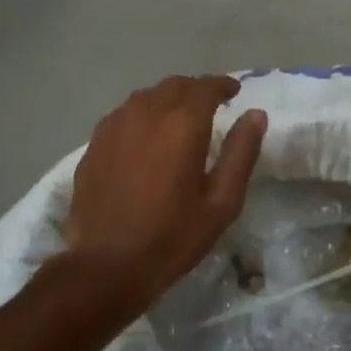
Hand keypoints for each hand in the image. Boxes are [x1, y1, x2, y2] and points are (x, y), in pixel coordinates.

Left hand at [63, 75, 266, 308]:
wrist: (107, 265)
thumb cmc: (172, 237)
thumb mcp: (221, 202)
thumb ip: (241, 153)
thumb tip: (255, 115)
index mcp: (182, 125)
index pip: (205, 87)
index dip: (222, 85)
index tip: (234, 92)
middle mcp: (146, 114)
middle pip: (174, 86)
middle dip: (195, 90)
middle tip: (210, 106)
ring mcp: (115, 126)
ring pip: (145, 97)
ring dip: (167, 100)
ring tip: (178, 120)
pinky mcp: (94, 144)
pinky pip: (123, 115)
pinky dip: (141, 116)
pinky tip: (144, 138)